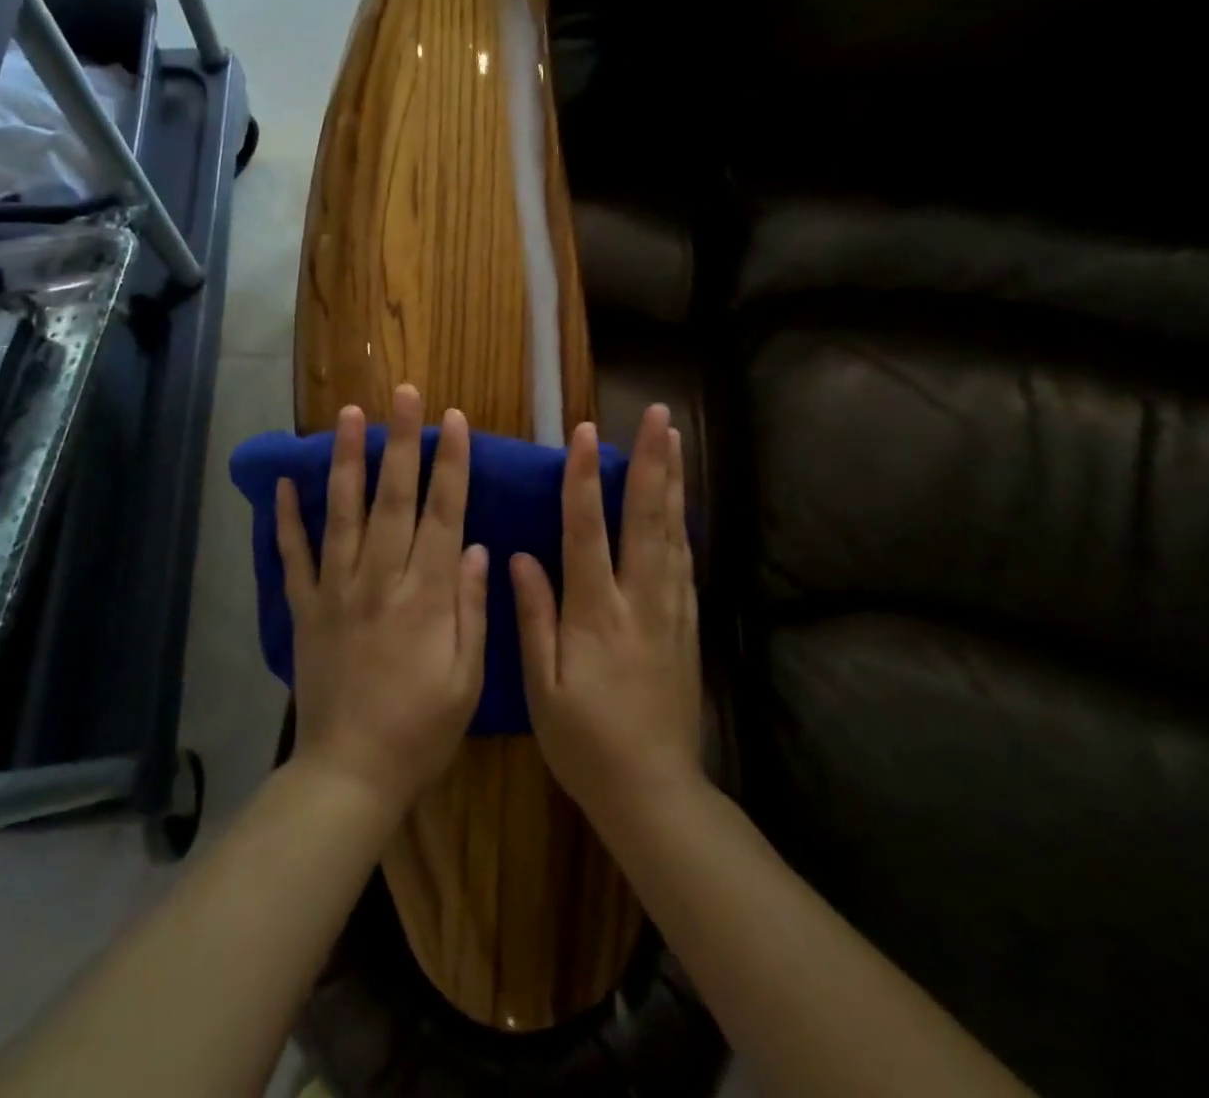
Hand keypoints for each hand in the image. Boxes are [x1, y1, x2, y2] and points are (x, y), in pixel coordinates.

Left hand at [277, 385, 487, 815]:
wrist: (350, 773)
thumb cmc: (421, 730)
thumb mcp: (467, 678)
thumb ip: (471, 608)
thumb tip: (474, 547)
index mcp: (425, 596)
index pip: (442, 514)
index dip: (449, 463)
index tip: (453, 419)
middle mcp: (379, 580)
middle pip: (391, 498)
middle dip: (399, 441)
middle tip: (402, 393)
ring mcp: (336, 591)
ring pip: (341, 514)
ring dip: (345, 461)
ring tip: (347, 415)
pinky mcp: (305, 609)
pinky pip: (293, 557)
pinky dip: (286, 520)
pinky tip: (283, 483)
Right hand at [512, 406, 701, 827]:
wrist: (655, 792)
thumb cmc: (585, 743)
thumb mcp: (542, 687)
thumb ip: (534, 617)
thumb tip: (521, 557)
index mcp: (596, 614)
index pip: (588, 532)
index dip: (585, 480)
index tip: (586, 434)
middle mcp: (639, 601)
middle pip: (647, 519)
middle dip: (652, 462)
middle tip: (659, 415)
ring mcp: (670, 611)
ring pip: (673, 533)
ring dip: (673, 482)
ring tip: (675, 440)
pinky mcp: (687, 626)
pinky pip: (685, 563)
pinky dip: (682, 523)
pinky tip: (681, 504)